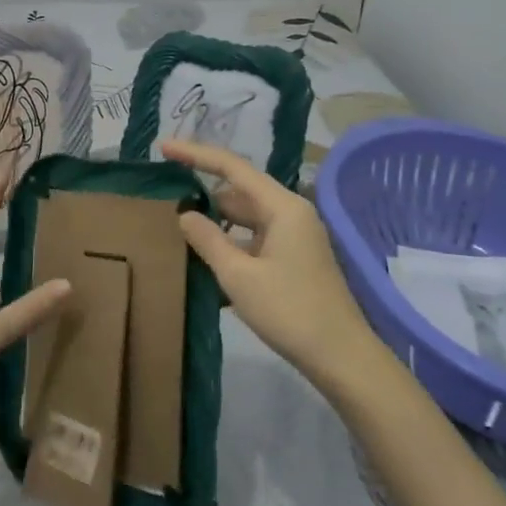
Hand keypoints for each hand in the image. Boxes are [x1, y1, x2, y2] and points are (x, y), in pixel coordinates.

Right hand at [164, 139, 385, 388]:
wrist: (341, 357)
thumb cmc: (290, 311)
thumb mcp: (239, 275)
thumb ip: (208, 240)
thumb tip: (185, 214)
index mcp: (282, 206)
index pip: (232, 167)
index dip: (196, 154)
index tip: (164, 147)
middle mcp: (291, 213)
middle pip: (239, 191)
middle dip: (204, 193)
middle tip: (165, 198)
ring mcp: (295, 236)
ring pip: (246, 217)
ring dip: (216, 222)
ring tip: (179, 229)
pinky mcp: (294, 258)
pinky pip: (255, 238)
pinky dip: (231, 243)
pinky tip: (206, 261)